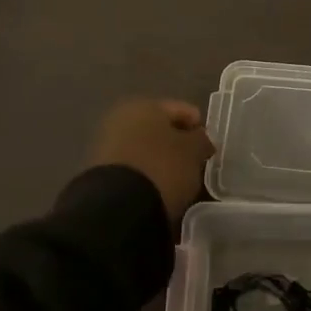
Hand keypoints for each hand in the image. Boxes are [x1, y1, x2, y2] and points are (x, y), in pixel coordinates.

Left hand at [89, 98, 213, 225]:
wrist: (118, 205)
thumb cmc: (162, 167)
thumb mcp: (193, 152)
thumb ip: (201, 140)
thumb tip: (199, 138)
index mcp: (146, 105)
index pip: (182, 110)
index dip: (198, 127)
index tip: (210, 147)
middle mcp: (122, 118)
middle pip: (160, 128)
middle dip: (177, 143)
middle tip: (195, 162)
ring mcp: (107, 144)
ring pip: (145, 148)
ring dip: (161, 159)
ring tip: (177, 179)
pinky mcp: (101, 171)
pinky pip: (134, 167)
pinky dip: (147, 174)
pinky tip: (158, 188)